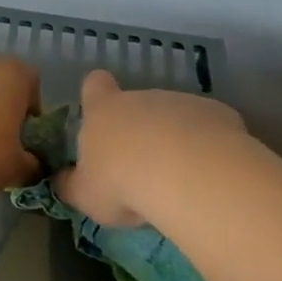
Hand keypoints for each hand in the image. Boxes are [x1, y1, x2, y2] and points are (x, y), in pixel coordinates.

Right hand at [55, 70, 246, 226]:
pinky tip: (206, 174)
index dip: (94, 96)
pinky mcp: (219, 114)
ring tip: (177, 179)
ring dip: (174, 140)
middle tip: (139, 170)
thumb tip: (62, 180)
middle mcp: (143, 97)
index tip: (98, 115)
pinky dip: (206, 147)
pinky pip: (208, 129)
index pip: (93, 85)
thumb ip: (70, 185)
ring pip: (174, 117)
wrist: (189, 176)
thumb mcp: (85, 195)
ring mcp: (184, 102)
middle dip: (138, 131)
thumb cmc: (122, 183)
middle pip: (137, 105)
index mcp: (104, 111)